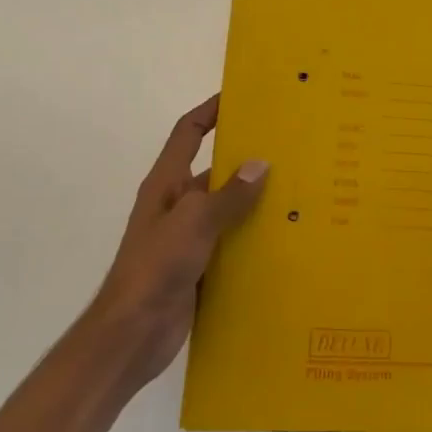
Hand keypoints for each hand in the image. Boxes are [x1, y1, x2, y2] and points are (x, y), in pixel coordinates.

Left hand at [91, 95, 268, 386]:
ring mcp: (188, 238)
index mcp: (166, 184)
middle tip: (290, 149)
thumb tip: (261, 164)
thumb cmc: (156, 267)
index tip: (242, 97)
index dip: (210, 111)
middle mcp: (177, 205)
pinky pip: (232, 242)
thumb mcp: (194, 222)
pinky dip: (253, 237)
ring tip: (299, 191)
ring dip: (255, 201)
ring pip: (227, 209)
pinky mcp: (199, 267)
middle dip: (247, 160)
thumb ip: (229, 195)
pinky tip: (285, 238)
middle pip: (214, 171)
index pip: (188, 133)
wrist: (131, 335)